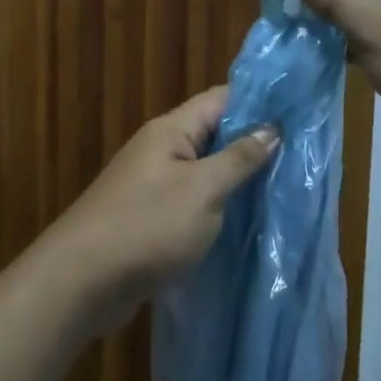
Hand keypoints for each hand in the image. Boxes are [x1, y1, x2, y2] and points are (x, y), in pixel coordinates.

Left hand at [51, 87, 277, 325]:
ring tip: (282, 185)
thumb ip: (239, 159)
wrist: (81, 281)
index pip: (221, 99)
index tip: (297, 111)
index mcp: (171, 131)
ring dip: (236, 178)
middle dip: (252, 142)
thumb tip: (272, 128)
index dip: (258, 101)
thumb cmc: (147, 226)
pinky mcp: (149, 217)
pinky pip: (192, 201)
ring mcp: (152, 184)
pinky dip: (217, 206)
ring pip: (204, 170)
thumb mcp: (203, 190)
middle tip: (300, 153)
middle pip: (214, 134)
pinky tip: (244, 220)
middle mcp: (160, 150)